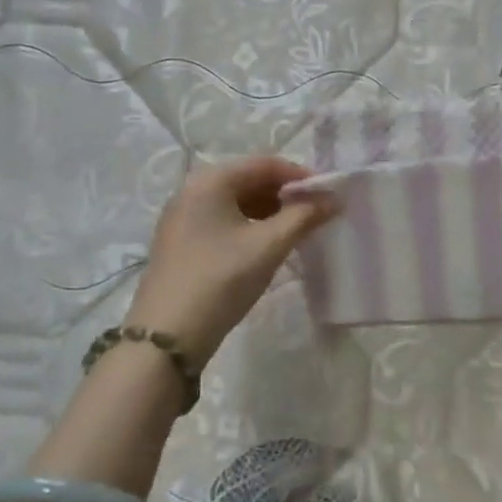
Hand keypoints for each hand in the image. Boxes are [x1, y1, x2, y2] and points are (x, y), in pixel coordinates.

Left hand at [124, 158, 337, 359]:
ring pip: (236, 201)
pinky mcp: (181, 242)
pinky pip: (223, 220)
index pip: (265, 163)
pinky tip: (267, 246)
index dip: (301, 175)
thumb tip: (334, 198)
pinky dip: (250, 225)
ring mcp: (182, 217)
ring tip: (297, 231)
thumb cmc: (221, 280)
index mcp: (210, 181)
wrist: (167, 337)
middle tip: (316, 214)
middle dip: (286, 194)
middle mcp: (191, 190)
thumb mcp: (269, 246)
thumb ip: (304, 216)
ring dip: (270, 211)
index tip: (329, 195)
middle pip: (249, 179)